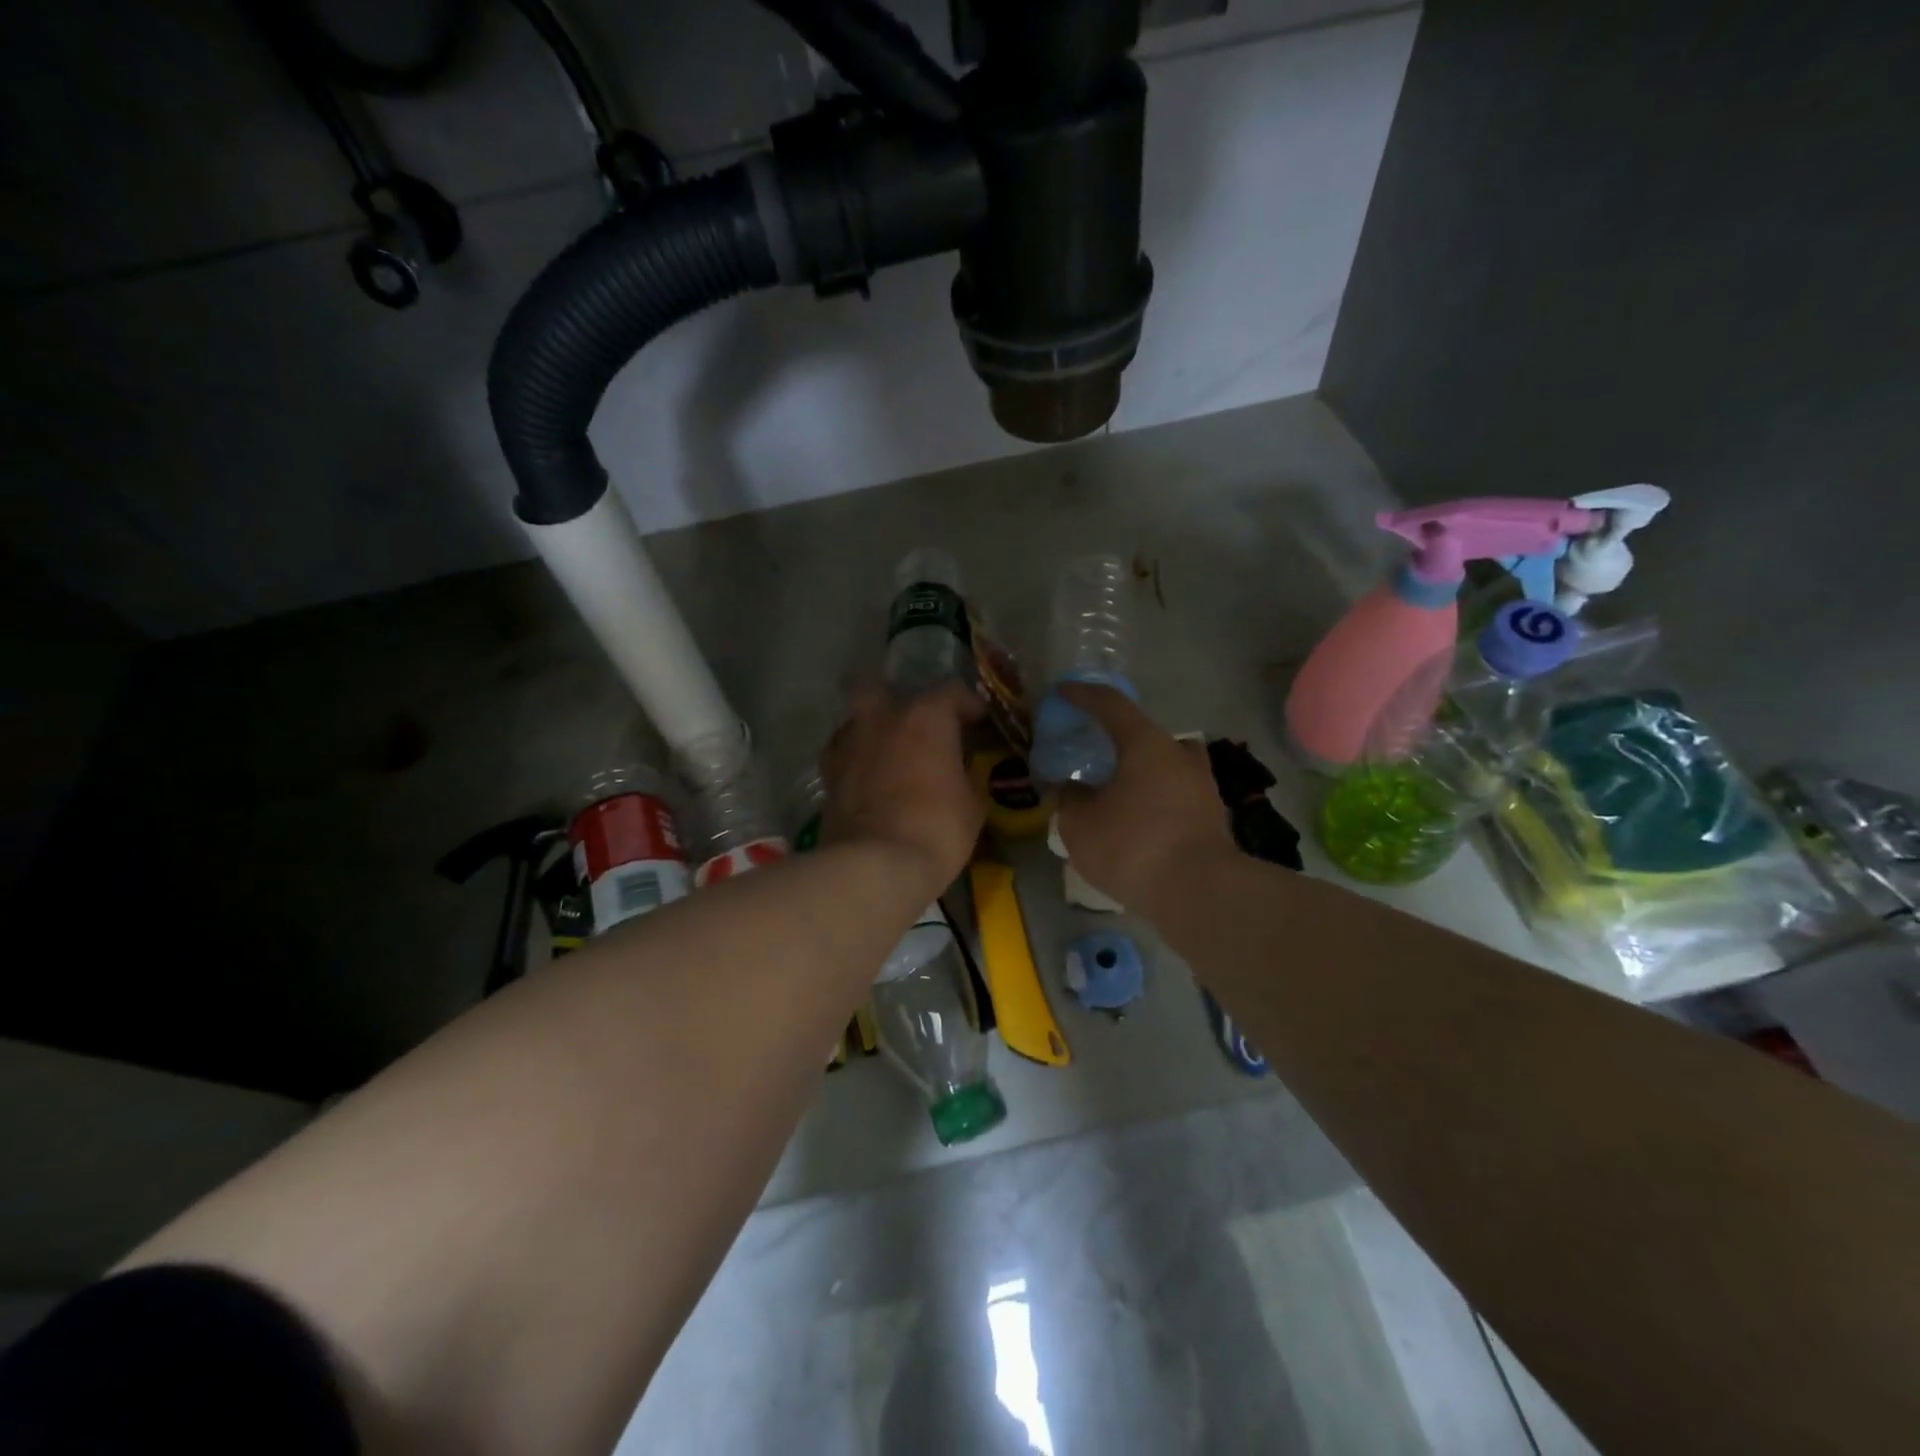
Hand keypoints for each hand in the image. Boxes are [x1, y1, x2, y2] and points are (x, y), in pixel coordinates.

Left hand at [821, 680, 985, 893]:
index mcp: (926, 717)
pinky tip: (865, 774)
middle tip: (914, 723)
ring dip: (872, 729)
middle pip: (881, 688)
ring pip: (856, 718)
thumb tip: (961, 774)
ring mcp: (850, 743)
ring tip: (888, 752)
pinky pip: (841, 751)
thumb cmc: (936, 829)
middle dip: (896, 699)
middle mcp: (883, 719)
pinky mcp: (828, 773)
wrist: (875, 865)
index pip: (951, 691)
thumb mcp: (972, 806)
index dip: (967, 704)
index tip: (978, 721)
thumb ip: (966, 777)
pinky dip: (854, 757)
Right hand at [1053, 684, 1236, 911]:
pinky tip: (1137, 822)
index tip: (1062, 692)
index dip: (1083, 695)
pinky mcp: (1212, 817)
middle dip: (1118, 739)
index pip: (1110, 704)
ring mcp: (1202, 786)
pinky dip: (1155, 799)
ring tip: (1116, 792)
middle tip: (1094, 754)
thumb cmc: (1133, 845)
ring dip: (1141, 771)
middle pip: (1145, 734)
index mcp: (1146, 743)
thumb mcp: (1079, 824)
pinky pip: (1175, 795)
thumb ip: (1070, 799)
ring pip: (1165, 765)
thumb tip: (1071, 789)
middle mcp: (1179, 755)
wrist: (1200, 892)